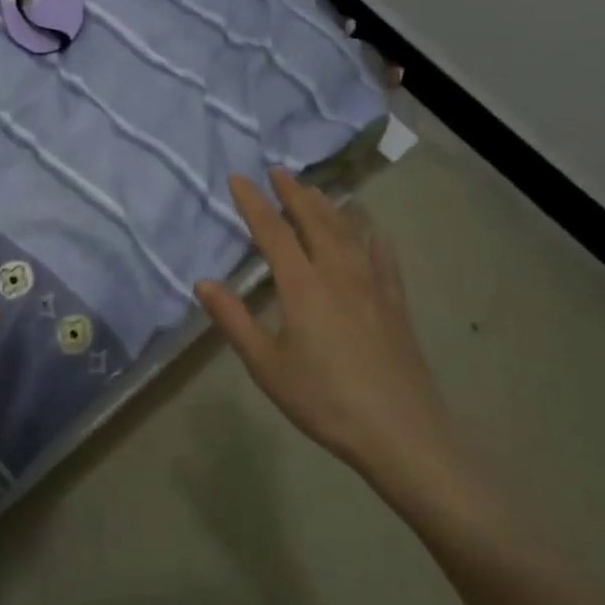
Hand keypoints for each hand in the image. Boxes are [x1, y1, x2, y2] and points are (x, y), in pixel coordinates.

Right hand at [196, 169, 474, 514]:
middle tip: (279, 171)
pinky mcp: (395, 304)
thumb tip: (202, 282)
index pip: (272, 231)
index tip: (238, 178)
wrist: (401, 432)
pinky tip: (373, 231)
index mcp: (302, 285)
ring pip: (348, 231)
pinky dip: (373, 237)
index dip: (253, 202)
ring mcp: (372, 285)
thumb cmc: (324, 399)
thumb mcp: (266, 365)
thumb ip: (234, 320)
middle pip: (314, 220)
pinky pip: (383, 258)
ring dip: (328, 206)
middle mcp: (338, 273)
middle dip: (294, 193)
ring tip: (315, 191)